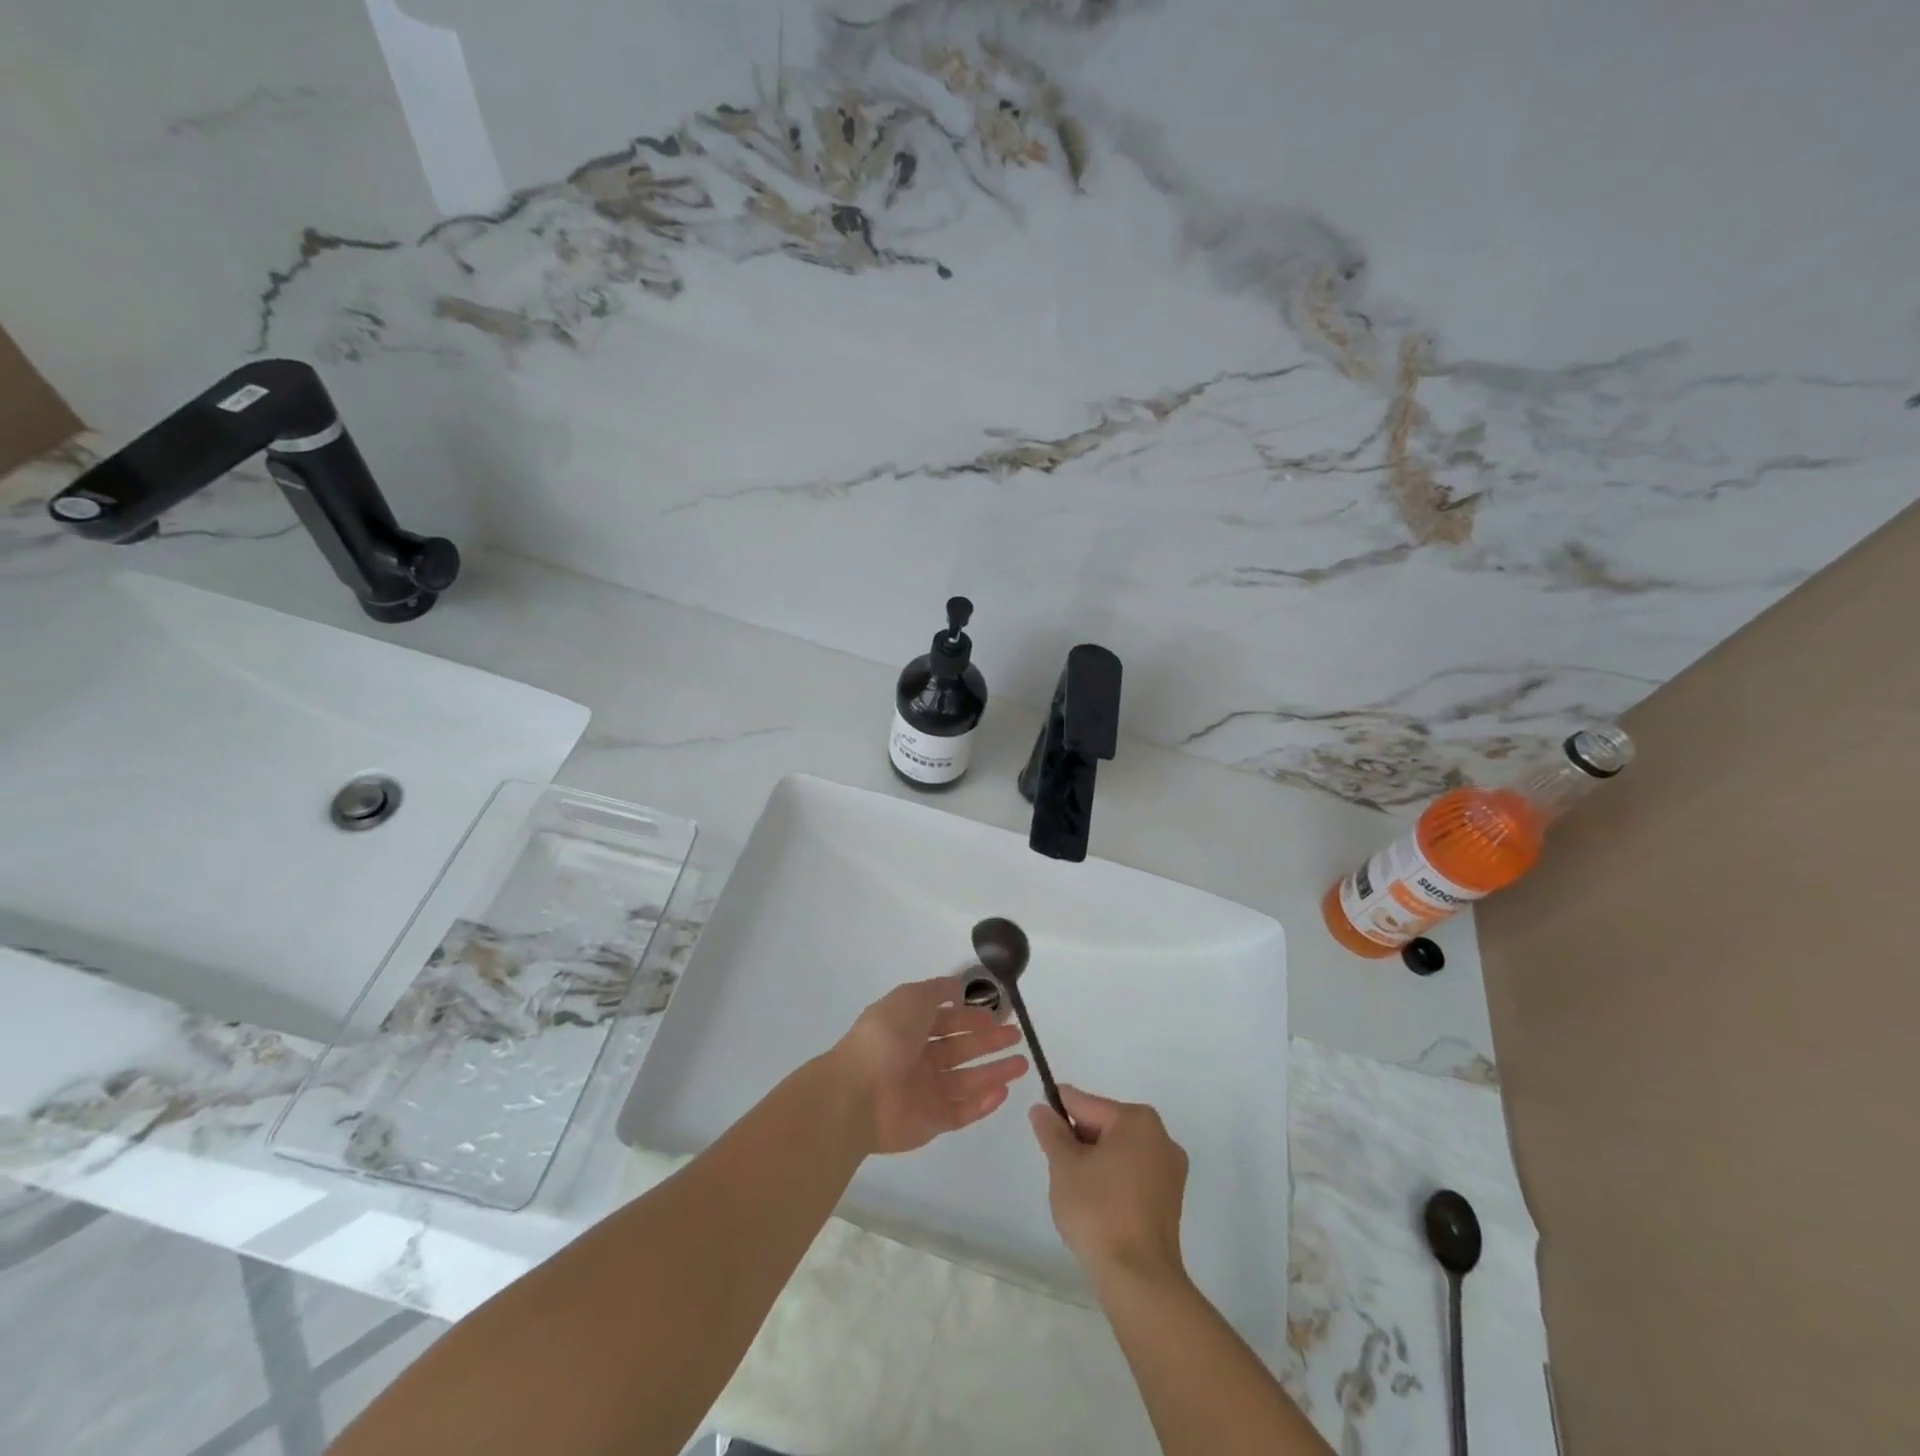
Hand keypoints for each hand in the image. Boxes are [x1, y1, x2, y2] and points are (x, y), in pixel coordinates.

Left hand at [830, 977, 1028, 1155]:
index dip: (971, 1015)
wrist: (859, 1092)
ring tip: (1023, 1063)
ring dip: (994, 1071)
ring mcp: (925, 1092)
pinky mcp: (932, 1122)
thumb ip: (936, 990)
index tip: (1000, 1013)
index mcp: (909, 1028)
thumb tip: (958, 984)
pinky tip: (1004, 1090)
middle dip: (988, 1041)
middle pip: (960, 1049)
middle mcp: (917, 1058)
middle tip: (1016, 1035)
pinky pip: (962, 1111)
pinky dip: (983, 1102)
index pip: (946, 1020)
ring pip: (967, 1080)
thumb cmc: (886, 1037)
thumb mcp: (911, 998)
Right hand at [1029, 1086, 1189, 1286]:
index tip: (1039, 1124)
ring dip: (1095, 1162)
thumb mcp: (1064, 1165)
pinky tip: (1098, 1206)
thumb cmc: (1098, 1211)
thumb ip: (1051, 1131)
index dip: (1058, 1113)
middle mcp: (1161, 1136)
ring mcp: (1170, 1170)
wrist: (1139, 1279)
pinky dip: (1113, 1180)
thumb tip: (1042, 1109)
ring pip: (1119, 1151)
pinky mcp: (1171, 1199)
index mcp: (1137, 1120)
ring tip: (1077, 1191)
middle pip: (1105, 1125)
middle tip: (1058, 1168)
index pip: (1086, 1104)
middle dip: (1079, 1141)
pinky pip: (1133, 1174)